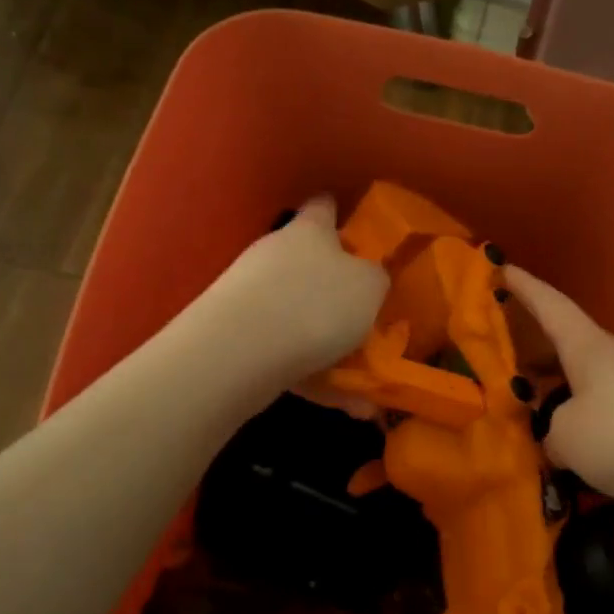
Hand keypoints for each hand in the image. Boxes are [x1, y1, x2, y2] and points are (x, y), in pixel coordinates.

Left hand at [199, 196, 388, 384]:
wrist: (241, 351)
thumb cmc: (317, 303)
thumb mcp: (369, 287)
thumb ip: (375, 279)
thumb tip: (370, 278)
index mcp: (310, 232)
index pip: (323, 208)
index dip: (338, 214)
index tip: (353, 226)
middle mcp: (276, 255)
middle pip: (308, 264)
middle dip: (335, 289)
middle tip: (366, 314)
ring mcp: (251, 296)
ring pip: (299, 316)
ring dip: (329, 345)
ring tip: (364, 380)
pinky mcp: (238, 336)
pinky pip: (288, 354)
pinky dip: (315, 376)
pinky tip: (347, 405)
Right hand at [505, 265, 613, 531]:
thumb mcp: (566, 435)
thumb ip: (551, 431)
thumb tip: (562, 438)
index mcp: (589, 349)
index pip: (551, 307)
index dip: (525, 289)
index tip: (503, 268)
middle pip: (569, 352)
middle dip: (537, 358)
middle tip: (506, 369)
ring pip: (589, 391)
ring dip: (563, 403)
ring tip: (532, 425)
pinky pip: (610, 424)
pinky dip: (587, 436)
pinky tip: (572, 460)